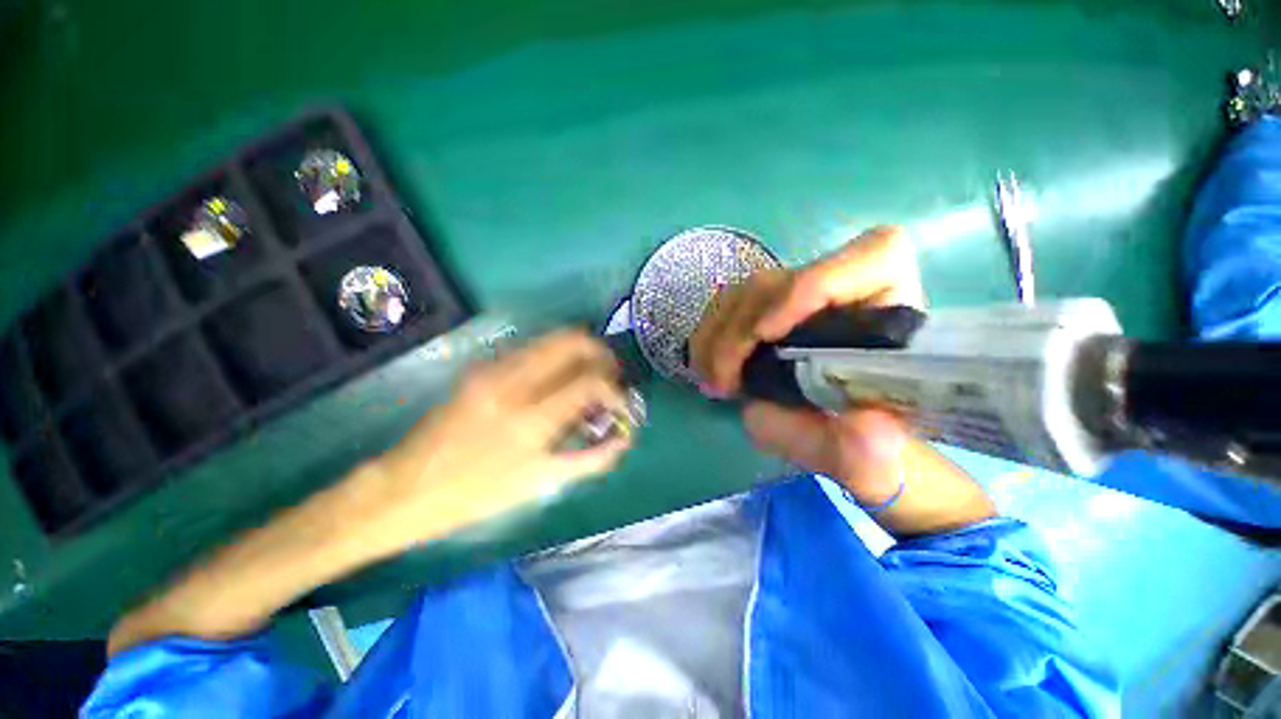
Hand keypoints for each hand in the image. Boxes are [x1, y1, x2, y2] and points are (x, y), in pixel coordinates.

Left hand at [370, 329, 633, 546]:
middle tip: (609, 376)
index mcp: (529, 419)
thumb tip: (623, 440)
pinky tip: (556, 382)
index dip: (614, 390)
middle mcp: (513, 382)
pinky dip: (556, 358)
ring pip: (552, 338)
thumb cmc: (476, 495)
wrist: (407, 487)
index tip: (620, 404)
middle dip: (600, 354)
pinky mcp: (482, 367)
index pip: (590, 381)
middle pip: (572, 340)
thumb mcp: (539, 484)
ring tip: (586, 377)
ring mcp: (493, 369)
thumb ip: (590, 460)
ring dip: (579, 352)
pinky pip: (532, 349)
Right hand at [690, 226, 993, 534]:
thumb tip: (838, 427)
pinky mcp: (775, 314)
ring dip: (718, 335)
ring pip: (748, 293)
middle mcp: (850, 295)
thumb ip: (862, 450)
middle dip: (739, 331)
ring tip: (710, 380)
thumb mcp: (876, 460)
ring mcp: (805, 301)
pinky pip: (733, 308)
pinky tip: (705, 365)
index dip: (812, 284)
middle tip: (721, 382)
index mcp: (895, 315)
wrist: (856, 446)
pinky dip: (712, 335)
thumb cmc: (877, 449)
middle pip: (782, 281)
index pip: (874, 258)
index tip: (766, 335)